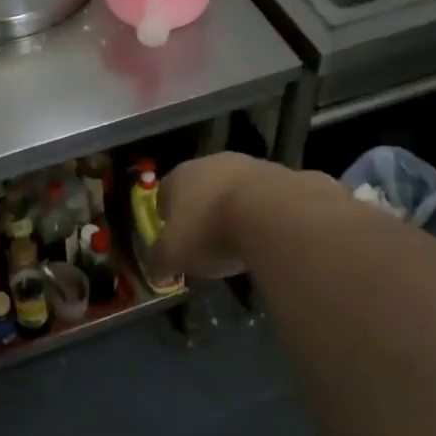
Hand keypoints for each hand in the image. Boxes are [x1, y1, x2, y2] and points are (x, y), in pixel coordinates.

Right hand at [149, 152, 283, 280]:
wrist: (270, 214)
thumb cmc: (209, 231)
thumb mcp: (174, 256)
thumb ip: (159, 263)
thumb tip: (155, 272)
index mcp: (178, 177)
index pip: (164, 194)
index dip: (167, 218)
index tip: (174, 239)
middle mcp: (210, 163)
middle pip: (200, 188)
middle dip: (202, 210)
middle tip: (207, 240)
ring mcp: (247, 165)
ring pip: (233, 189)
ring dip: (234, 209)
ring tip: (240, 240)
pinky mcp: (280, 174)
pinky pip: (264, 197)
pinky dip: (262, 212)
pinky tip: (266, 234)